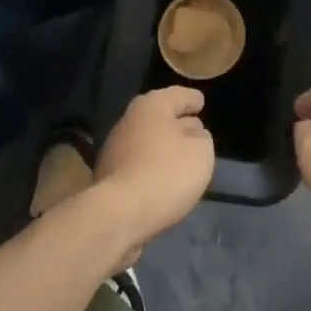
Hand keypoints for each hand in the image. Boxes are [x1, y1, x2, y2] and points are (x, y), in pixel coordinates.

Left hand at [94, 87, 215, 259]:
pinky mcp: (108, 175)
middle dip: (178, 123)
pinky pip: (138, 163)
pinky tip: (163, 179)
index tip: (201, 103)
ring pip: (147, 140)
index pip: (178, 95)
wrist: (118, 214)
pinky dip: (152, 165)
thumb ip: (201, 139)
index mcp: (152, 106)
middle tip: (196, 132)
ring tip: (182, 159)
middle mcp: (130, 120)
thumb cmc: (166, 173)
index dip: (192, 99)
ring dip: (164, 146)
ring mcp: (114, 148)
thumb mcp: (201, 153)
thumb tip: (193, 135)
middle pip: (160, 116)